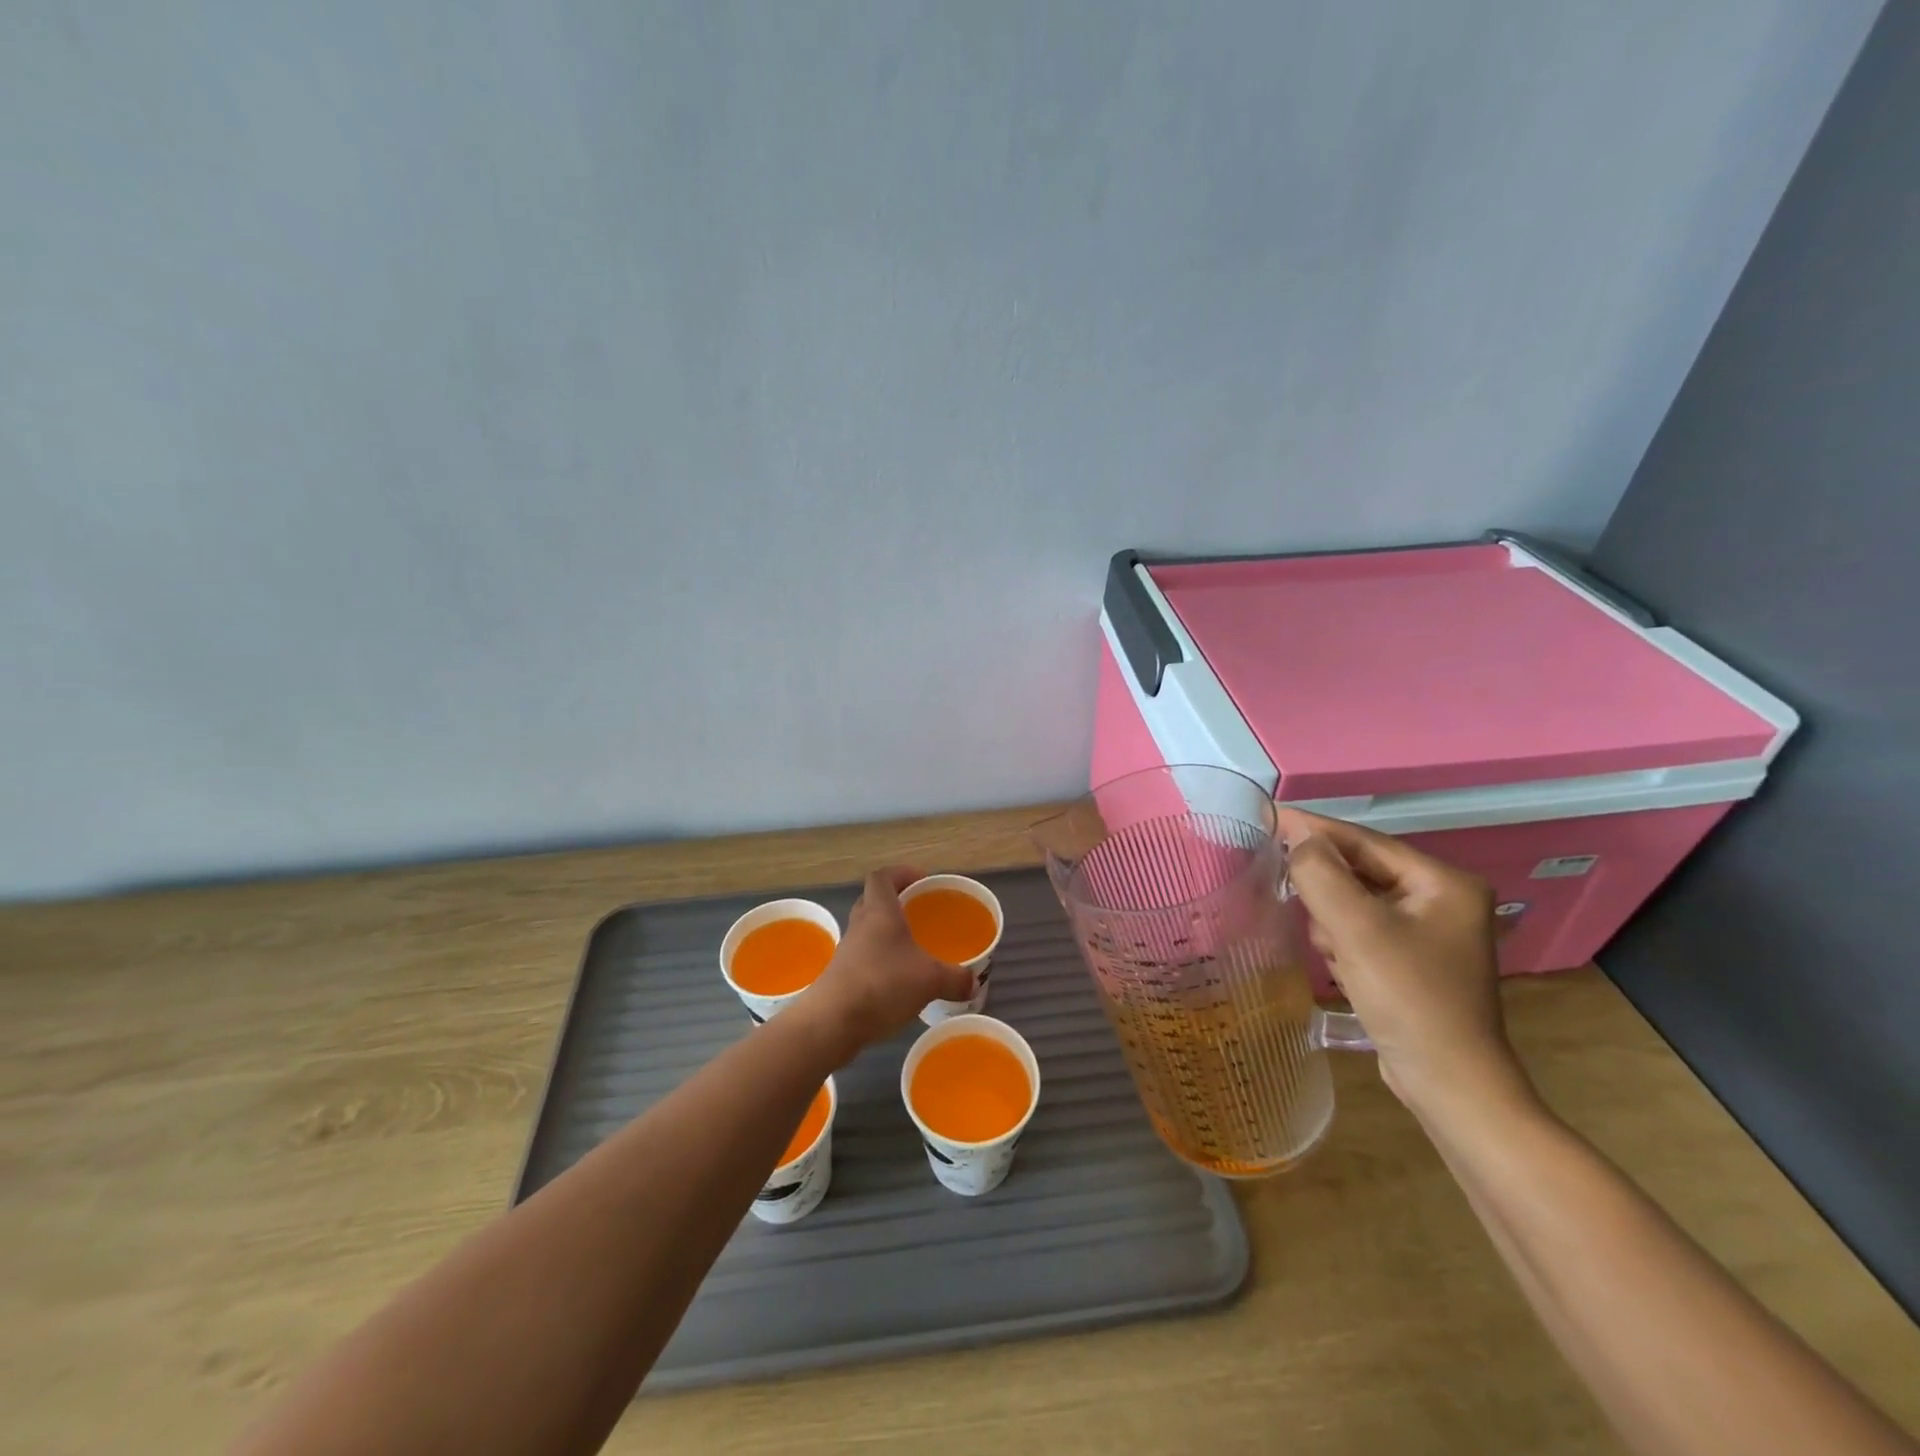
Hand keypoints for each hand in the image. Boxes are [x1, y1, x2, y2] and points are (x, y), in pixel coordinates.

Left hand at [793, 867, 975, 1061]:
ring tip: (913, 949)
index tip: (922, 880)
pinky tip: (899, 981)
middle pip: (873, 901)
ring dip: (887, 934)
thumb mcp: (929, 980)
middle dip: (896, 903)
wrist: (831, 1022)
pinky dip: (881, 961)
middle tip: (920, 913)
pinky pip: (864, 957)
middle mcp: (860, 925)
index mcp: (879, 912)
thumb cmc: (882, 984)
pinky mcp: (841, 976)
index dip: (902, 873)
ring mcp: (847, 951)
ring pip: (868, 931)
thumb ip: (955, 979)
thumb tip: (973, 982)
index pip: (883, 876)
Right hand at [1274, 809, 1532, 1119]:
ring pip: (1354, 903)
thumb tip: (1298, 839)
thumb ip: (1321, 874)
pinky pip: (1360, 931)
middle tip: (1293, 900)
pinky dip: (1343, 944)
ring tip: (1333, 953)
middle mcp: (1440, 900)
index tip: (1266, 815)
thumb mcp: (1357, 929)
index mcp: (1442, 882)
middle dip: (1327, 892)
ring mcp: (1427, 933)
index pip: (1364, 841)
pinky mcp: (1411, 961)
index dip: (1313, 829)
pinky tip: (1344, 971)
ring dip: (1332, 923)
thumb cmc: (1409, 999)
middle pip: (1359, 872)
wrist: (1449, 1085)